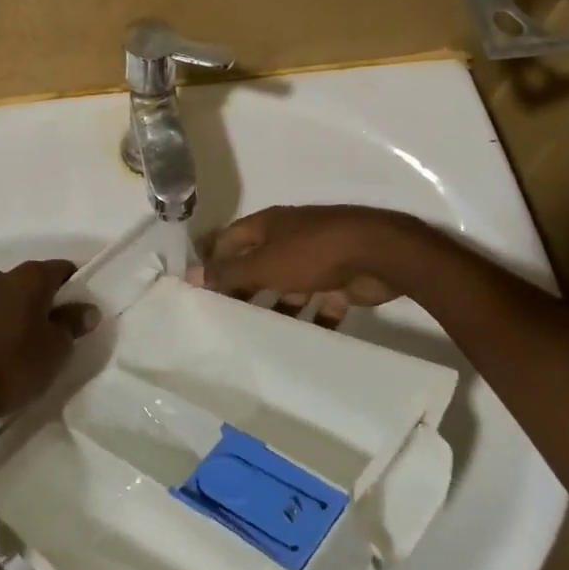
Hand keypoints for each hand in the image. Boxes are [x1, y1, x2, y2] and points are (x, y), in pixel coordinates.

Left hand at [0, 260, 97, 451]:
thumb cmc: (11, 369)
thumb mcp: (55, 352)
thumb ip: (72, 325)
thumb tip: (86, 309)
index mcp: (25, 280)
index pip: (58, 269)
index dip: (71, 285)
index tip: (76, 308)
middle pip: (20, 284)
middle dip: (31, 303)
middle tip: (41, 333)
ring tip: (3, 351)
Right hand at [202, 206, 418, 323]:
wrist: (377, 255)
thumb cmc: (312, 253)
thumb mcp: (264, 264)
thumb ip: (229, 272)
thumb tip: (191, 275)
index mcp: (269, 225)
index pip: (231, 239)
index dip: (213, 260)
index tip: (198, 289)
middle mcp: (290, 238)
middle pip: (259, 264)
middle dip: (244, 290)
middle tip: (224, 320)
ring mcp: (317, 259)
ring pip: (288, 287)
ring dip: (277, 309)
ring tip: (257, 338)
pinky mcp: (340, 281)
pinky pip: (320, 304)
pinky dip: (312, 321)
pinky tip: (301, 343)